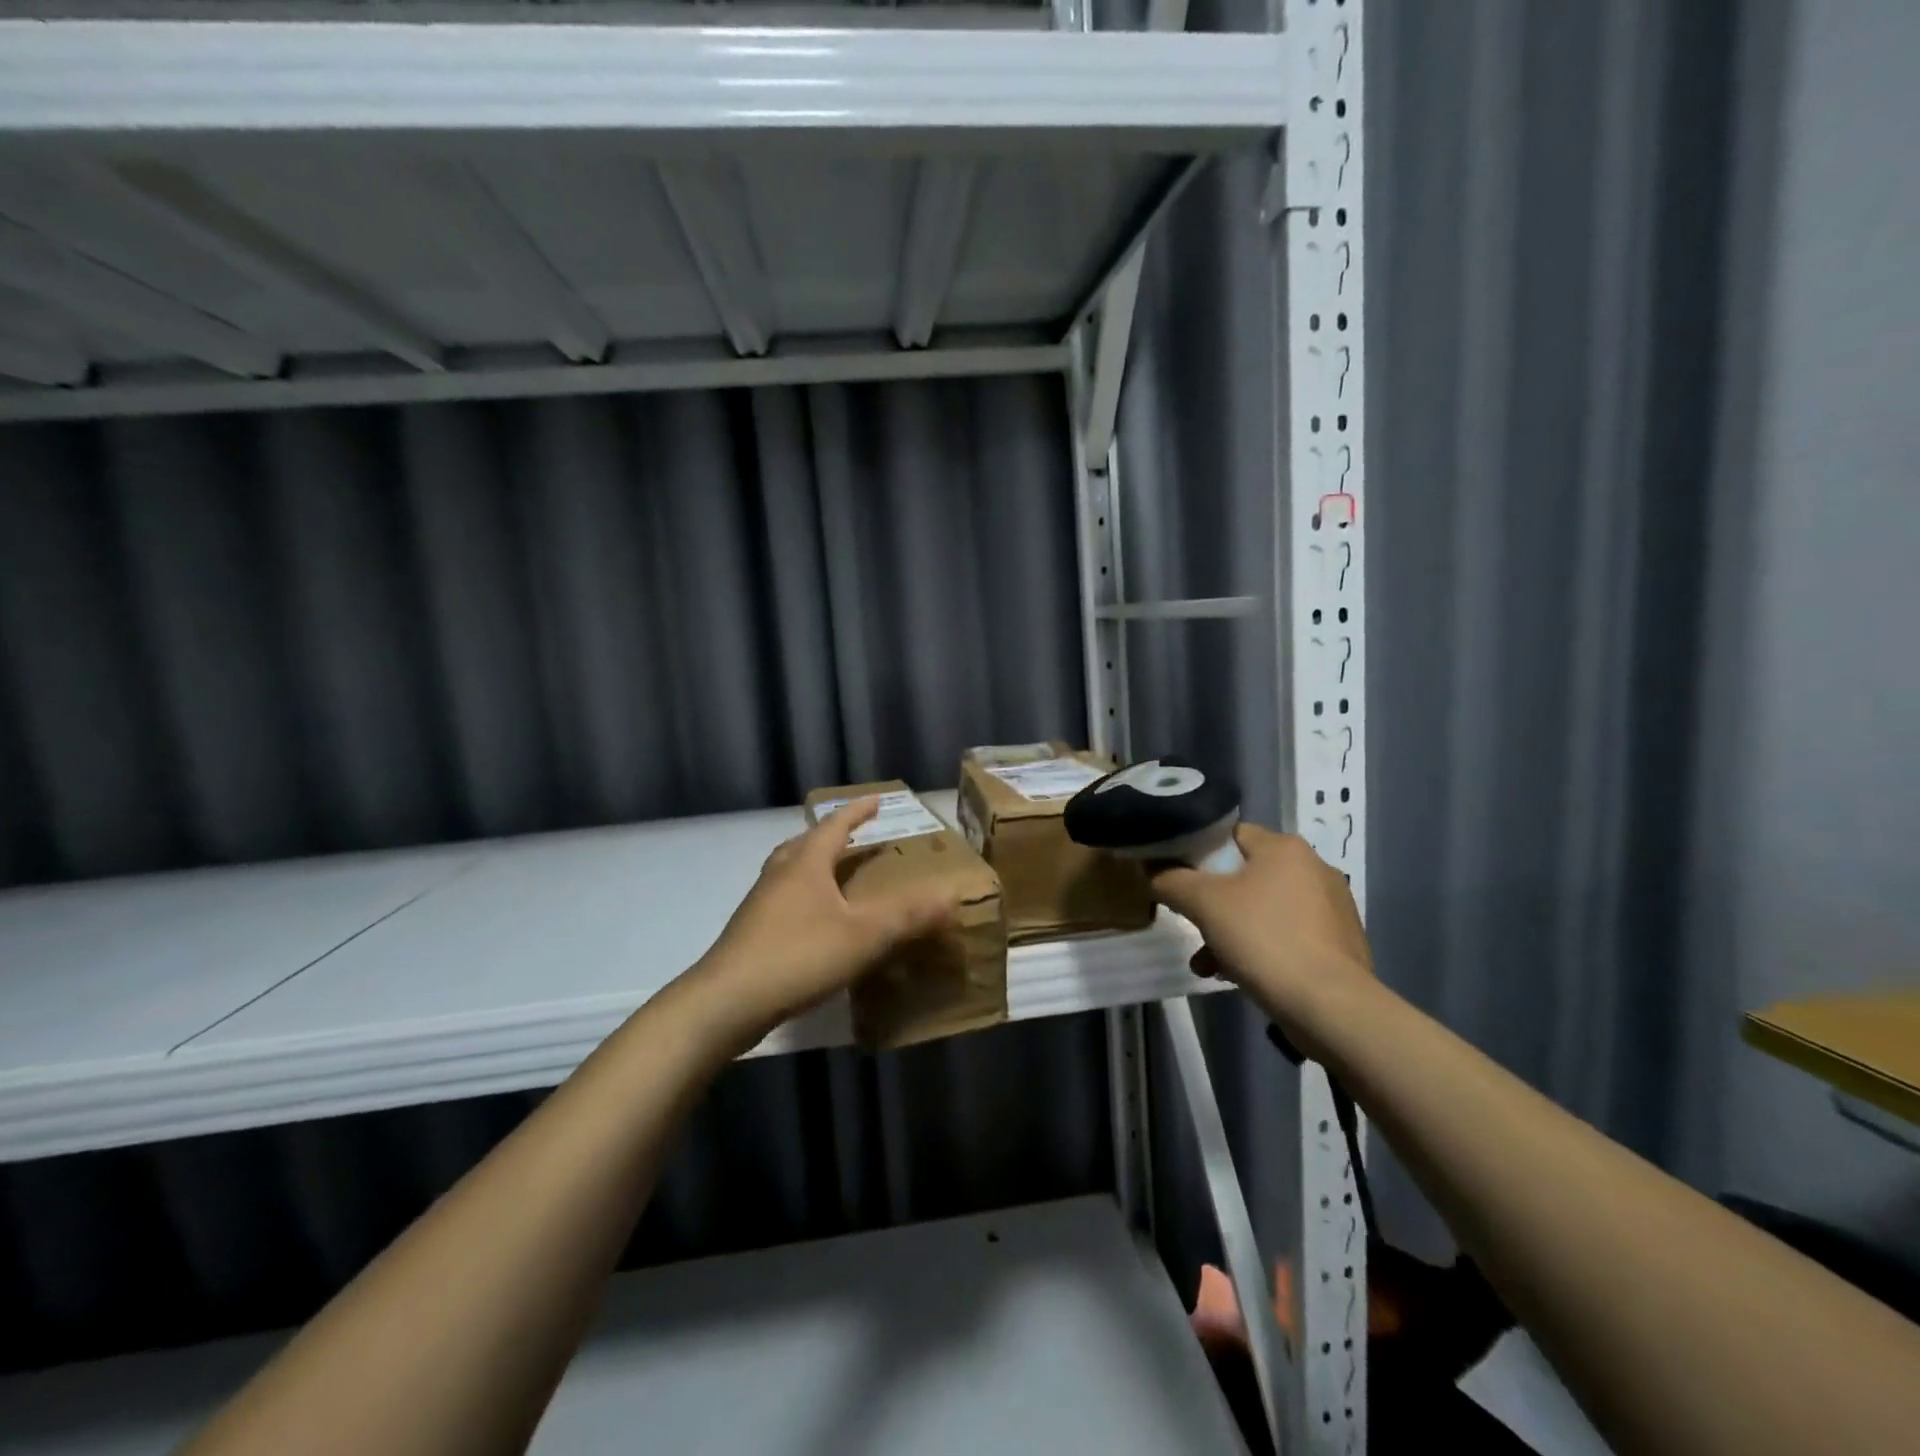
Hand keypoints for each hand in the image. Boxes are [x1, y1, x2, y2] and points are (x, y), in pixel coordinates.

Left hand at [691, 799, 960, 1042]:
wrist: (726, 1003)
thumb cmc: (798, 956)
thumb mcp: (863, 935)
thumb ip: (909, 916)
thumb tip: (953, 898)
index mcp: (805, 863)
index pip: (835, 824)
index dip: (858, 811)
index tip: (877, 800)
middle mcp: (780, 874)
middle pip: (806, 843)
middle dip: (833, 836)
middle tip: (856, 837)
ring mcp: (760, 903)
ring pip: (790, 870)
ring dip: (814, 865)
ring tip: (835, 875)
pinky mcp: (751, 932)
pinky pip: (783, 898)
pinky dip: (803, 895)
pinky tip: (815, 922)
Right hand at [1150, 823, 1372, 1051]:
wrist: (1331, 1007)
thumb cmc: (1264, 939)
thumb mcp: (1203, 903)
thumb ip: (1170, 879)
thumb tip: (1152, 869)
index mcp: (1285, 847)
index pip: (1230, 835)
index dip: (1198, 853)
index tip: (1179, 880)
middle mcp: (1314, 868)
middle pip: (1244, 875)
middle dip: (1212, 903)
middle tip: (1192, 926)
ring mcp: (1331, 907)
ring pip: (1263, 909)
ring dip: (1230, 932)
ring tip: (1207, 964)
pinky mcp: (1339, 943)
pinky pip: (1286, 935)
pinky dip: (1259, 949)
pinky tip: (1238, 975)